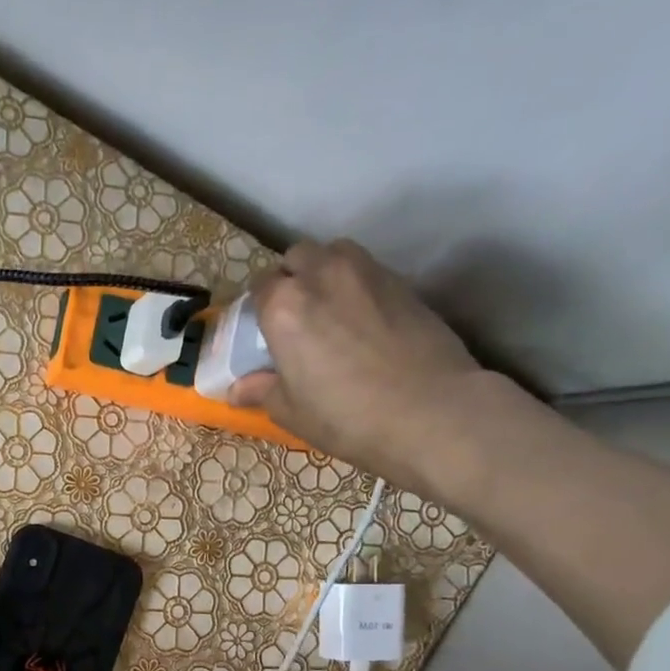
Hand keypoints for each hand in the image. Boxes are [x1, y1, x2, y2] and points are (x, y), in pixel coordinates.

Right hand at [227, 238, 490, 487]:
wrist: (432, 412)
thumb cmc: (347, 417)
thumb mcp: (292, 412)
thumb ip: (261, 390)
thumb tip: (237, 388)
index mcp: (284, 305)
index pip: (260, 287)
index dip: (259, 308)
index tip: (263, 332)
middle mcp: (322, 275)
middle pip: (297, 257)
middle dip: (292, 279)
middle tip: (296, 317)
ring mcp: (367, 273)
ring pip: (335, 254)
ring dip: (325, 271)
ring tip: (330, 309)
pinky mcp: (403, 282)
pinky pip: (368, 271)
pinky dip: (358, 286)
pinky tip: (364, 320)